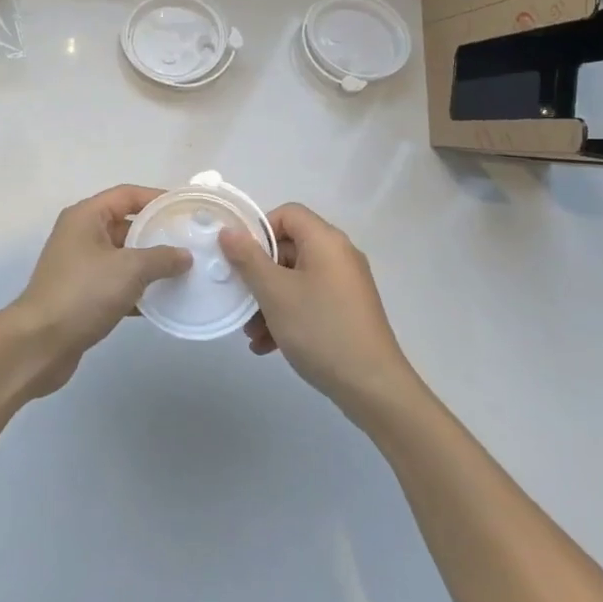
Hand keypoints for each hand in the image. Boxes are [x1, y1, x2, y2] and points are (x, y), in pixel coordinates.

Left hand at [8, 185, 190, 396]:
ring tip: (184, 271)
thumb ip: (161, 258)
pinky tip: (163, 301)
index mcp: (86, 216)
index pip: (127, 195)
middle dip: (157, 233)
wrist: (39, 344)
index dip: (157, 198)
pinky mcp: (82, 295)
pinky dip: (138, 290)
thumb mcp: (129, 269)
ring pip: (123, 257)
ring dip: (150, 264)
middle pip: (126, 225)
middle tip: (190, 240)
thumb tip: (185, 256)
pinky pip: (117, 283)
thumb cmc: (83, 293)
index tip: (186, 208)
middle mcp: (81, 235)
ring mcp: (80, 266)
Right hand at [220, 203, 419, 419]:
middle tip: (240, 299)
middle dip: (259, 274)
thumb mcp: (275, 293)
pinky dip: (288, 315)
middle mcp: (339, 255)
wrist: (373, 387)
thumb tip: (229, 231)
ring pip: (296, 279)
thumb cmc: (320, 329)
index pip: (287, 214)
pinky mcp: (348, 311)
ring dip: (269, 301)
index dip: (259, 230)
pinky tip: (268, 346)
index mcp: (326, 241)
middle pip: (289, 248)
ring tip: (251, 333)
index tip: (240, 258)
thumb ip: (248, 259)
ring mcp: (346, 285)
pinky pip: (310, 300)